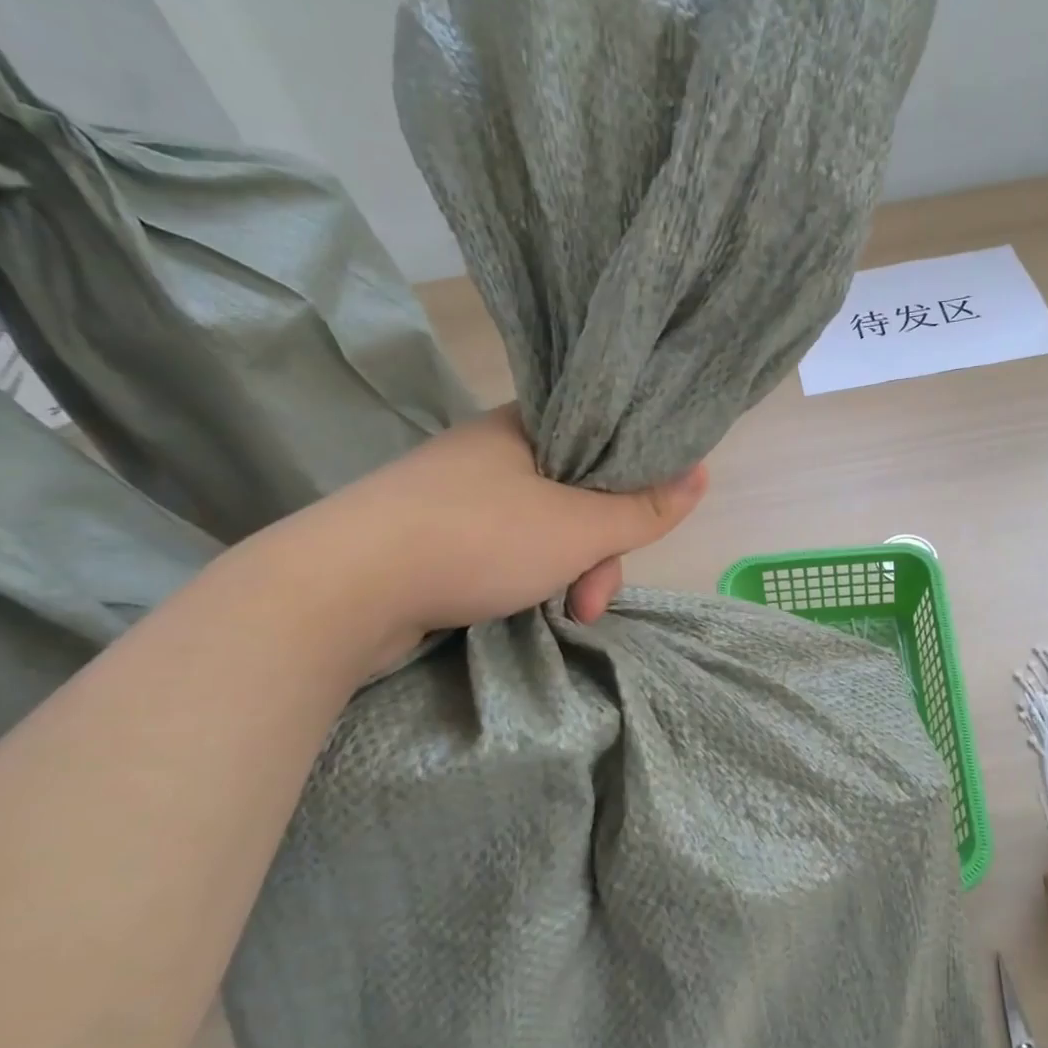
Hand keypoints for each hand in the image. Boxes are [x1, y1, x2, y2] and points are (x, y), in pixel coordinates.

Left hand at [254, 405, 707, 669]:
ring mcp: (456, 496)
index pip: (601, 444)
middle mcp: (491, 453)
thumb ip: (643, 508)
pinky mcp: (431, 536)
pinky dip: (523, 581)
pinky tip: (524, 611)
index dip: (630, 489)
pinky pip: (502, 551)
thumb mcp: (578, 528)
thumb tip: (703, 472)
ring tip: (563, 618)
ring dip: (563, 575)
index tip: (636, 533)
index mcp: (524, 428)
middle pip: (574, 497)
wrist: (344, 587)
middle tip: (591, 601)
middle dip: (595, 554)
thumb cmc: (477, 540)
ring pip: (540, 531)